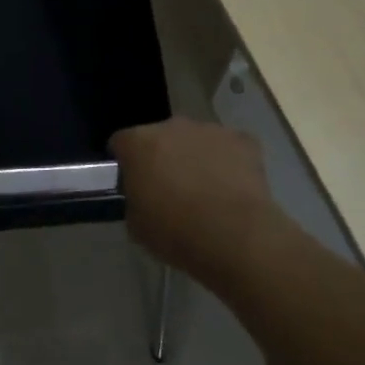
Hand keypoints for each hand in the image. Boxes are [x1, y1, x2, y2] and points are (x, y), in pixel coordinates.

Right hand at [110, 118, 278, 282]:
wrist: (235, 238)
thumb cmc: (175, 232)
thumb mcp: (135, 224)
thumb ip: (134, 199)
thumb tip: (142, 195)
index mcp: (139, 142)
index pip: (121, 142)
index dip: (125, 163)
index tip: (132, 184)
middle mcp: (171, 126)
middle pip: (160, 137)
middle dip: (162, 156)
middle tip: (169, 189)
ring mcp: (210, 130)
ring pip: (195, 140)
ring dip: (195, 157)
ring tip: (205, 191)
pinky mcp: (243, 140)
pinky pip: (228, 147)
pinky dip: (228, 162)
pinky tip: (232, 188)